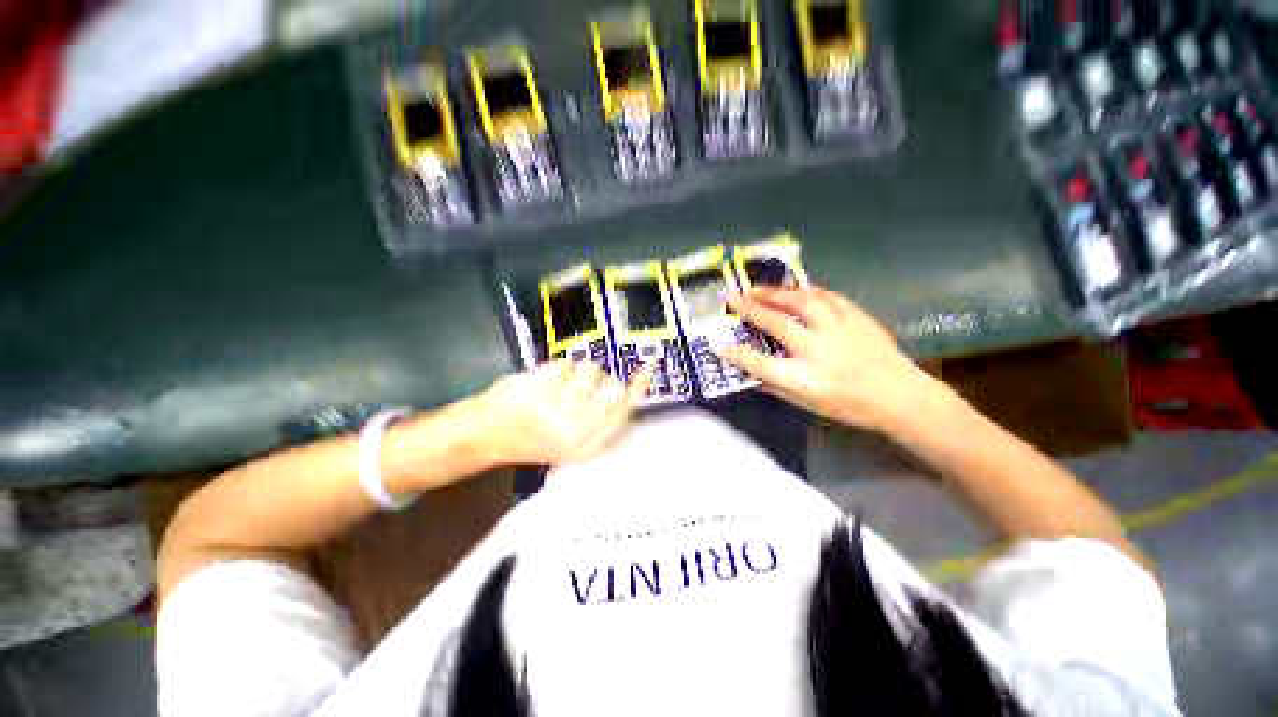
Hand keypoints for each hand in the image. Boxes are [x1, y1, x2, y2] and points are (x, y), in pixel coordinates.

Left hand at [473, 360, 653, 466]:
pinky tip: (538, 385)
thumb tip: (622, 388)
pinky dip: (553, 369)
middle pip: (610, 385)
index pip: (623, 411)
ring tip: (553, 389)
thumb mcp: (569, 440)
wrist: (484, 435)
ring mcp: (559, 409)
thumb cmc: (529, 437)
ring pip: (589, 369)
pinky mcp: (542, 389)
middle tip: (574, 387)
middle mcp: (578, 429)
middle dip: (596, 380)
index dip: (637, 388)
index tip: (647, 368)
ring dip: (573, 372)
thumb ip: (597, 420)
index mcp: (587, 444)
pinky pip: (563, 364)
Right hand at [720, 287, 949, 432]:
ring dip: (774, 293)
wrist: (900, 396)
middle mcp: (818, 351)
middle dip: (749, 309)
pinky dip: (805, 291)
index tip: (716, 344)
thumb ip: (777, 387)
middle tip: (731, 297)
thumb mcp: (808, 405)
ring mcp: (839, 331)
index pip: (760, 365)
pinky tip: (793, 289)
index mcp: (804, 379)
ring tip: (756, 288)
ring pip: (801, 303)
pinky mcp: (856, 317)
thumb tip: (753, 373)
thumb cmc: (850, 406)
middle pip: (777, 324)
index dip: (736, 354)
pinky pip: (827, 297)